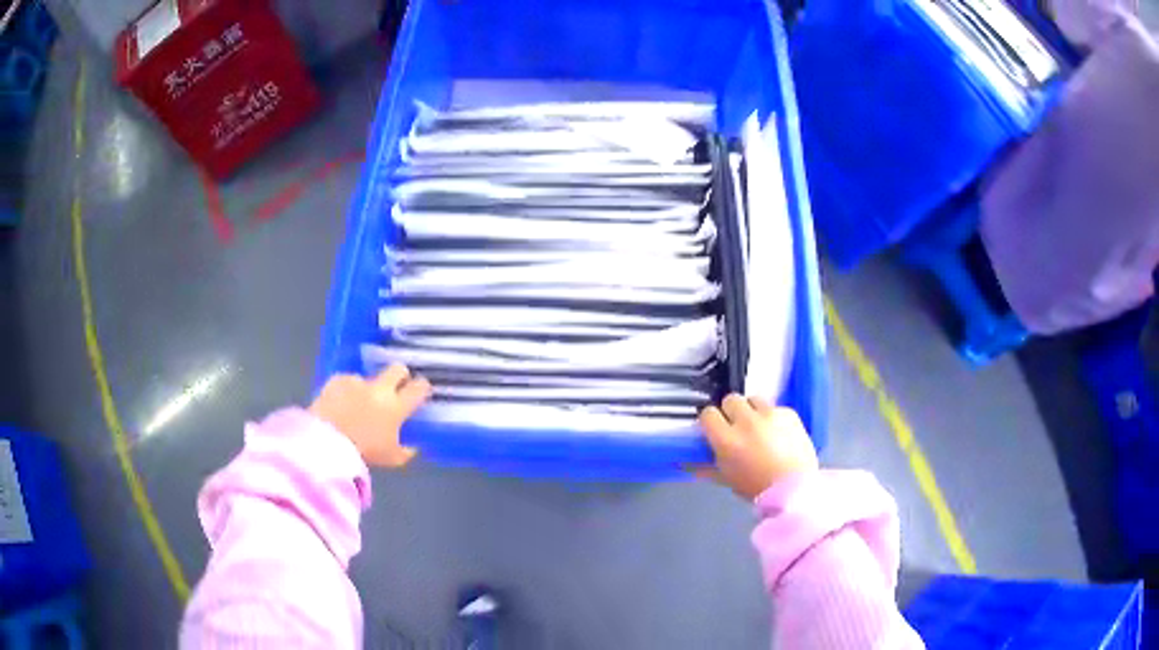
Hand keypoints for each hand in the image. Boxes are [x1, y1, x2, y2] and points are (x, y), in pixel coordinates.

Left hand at [309, 364, 430, 467]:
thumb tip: (411, 447)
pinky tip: (341, 403)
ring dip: (367, 388)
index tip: (421, 392)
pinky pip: (346, 382)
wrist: (326, 442)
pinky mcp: (336, 380)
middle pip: (397, 369)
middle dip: (399, 376)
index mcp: (397, 406)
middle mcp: (380, 389)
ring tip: (358, 404)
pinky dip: (346, 391)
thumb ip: (405, 451)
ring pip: (368, 378)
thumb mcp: (391, 459)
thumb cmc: (363, 453)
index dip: (422, 388)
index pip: (419, 388)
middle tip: (396, 388)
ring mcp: (357, 382)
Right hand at [697, 394, 817, 500]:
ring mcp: (770, 414)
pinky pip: (775, 407)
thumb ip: (704, 466)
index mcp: (726, 440)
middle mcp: (746, 421)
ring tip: (759, 426)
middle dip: (732, 411)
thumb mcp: (727, 479)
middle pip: (730, 399)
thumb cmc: (756, 488)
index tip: (716, 429)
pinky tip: (779, 433)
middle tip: (737, 427)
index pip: (708, 414)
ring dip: (753, 410)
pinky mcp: (789, 412)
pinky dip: (774, 417)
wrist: (796, 487)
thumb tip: (682, 463)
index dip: (711, 421)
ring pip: (754, 399)